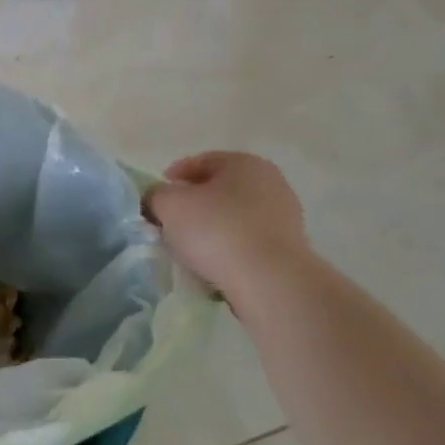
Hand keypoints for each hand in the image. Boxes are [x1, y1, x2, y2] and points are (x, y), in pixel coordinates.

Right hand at [144, 152, 310, 295]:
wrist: (270, 282)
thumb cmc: (217, 231)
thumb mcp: (168, 205)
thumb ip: (155, 194)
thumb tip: (156, 199)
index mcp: (244, 162)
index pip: (200, 162)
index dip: (172, 178)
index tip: (155, 200)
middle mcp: (271, 182)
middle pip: (218, 190)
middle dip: (192, 205)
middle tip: (168, 224)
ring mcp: (285, 216)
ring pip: (233, 217)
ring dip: (210, 229)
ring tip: (188, 250)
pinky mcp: (289, 248)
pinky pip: (247, 242)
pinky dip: (229, 249)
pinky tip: (213, 265)